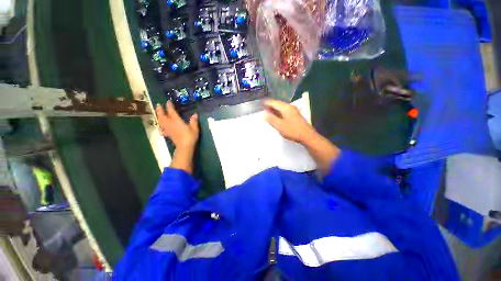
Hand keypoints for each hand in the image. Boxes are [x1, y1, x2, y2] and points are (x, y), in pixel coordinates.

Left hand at [156, 101, 198, 148]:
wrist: (184, 147)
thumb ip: (194, 121)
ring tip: (158, 114)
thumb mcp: (194, 128)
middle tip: (158, 105)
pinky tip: (161, 128)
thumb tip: (195, 114)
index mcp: (176, 120)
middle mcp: (170, 123)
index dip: (169, 105)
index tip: (168, 101)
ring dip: (158, 116)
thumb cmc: (190, 136)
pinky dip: (161, 127)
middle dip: (160, 110)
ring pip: (160, 121)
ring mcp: (167, 129)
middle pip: (162, 115)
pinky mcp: (168, 134)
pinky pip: (162, 130)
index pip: (171, 111)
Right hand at [264, 99, 316, 143]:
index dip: (266, 103)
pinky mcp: (295, 115)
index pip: (273, 102)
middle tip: (262, 109)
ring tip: (267, 113)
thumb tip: (264, 113)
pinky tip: (276, 117)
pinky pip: (284, 111)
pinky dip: (278, 113)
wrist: (307, 136)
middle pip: (277, 104)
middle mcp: (290, 106)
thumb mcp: (280, 125)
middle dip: (270, 106)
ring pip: (281, 108)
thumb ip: (271, 119)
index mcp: (285, 107)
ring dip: (274, 110)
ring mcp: (293, 110)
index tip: (260, 104)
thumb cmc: (292, 130)